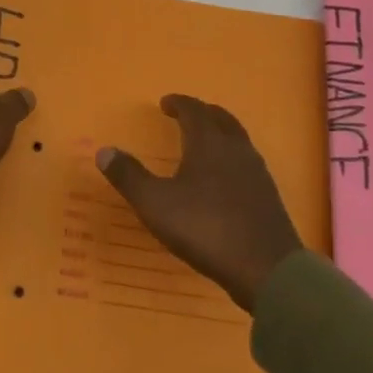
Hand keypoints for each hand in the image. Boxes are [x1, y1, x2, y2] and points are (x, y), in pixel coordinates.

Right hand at [97, 95, 302, 312]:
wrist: (267, 269)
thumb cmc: (205, 228)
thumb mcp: (155, 204)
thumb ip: (129, 176)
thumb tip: (103, 151)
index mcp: (208, 143)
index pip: (194, 110)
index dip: (178, 103)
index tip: (165, 103)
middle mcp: (236, 149)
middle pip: (220, 118)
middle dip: (201, 112)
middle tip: (185, 115)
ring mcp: (257, 172)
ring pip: (237, 139)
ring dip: (219, 133)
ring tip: (203, 143)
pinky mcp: (268, 196)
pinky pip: (247, 162)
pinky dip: (231, 157)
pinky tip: (224, 179)